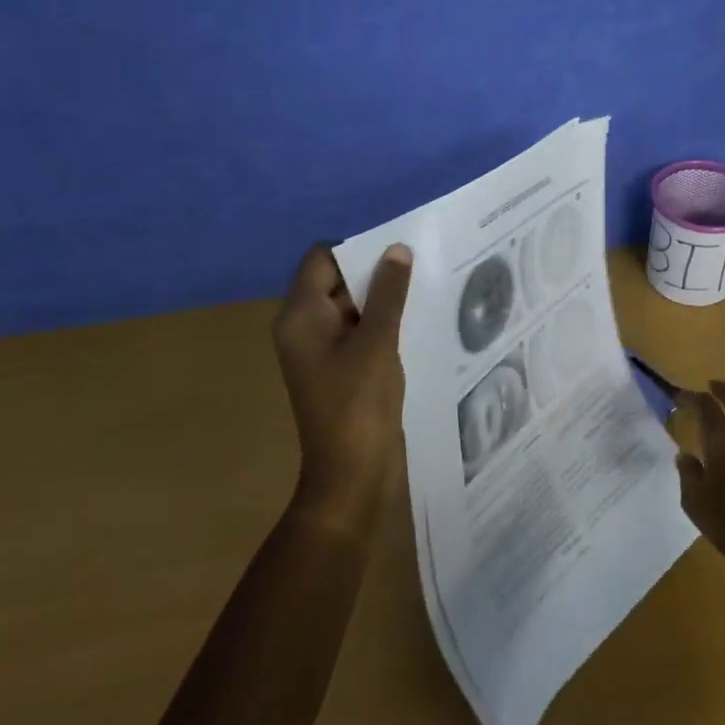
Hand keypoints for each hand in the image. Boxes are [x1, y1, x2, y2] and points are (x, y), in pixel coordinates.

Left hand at [272, 243, 413, 531]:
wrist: (351, 475)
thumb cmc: (359, 404)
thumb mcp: (378, 341)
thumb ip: (389, 293)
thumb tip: (397, 249)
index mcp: (300, 315)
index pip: (321, 258)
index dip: (357, 249)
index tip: (397, 251)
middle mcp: (304, 326)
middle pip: (336, 279)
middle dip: (375, 271)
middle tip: (420, 265)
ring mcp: (321, 349)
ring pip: (351, 305)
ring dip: (383, 297)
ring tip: (425, 289)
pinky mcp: (339, 367)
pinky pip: (358, 329)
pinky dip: (382, 321)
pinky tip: (416, 320)